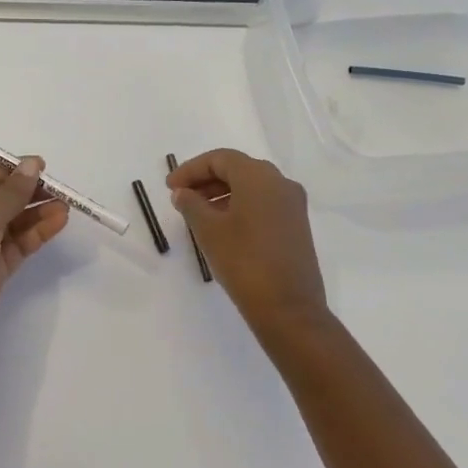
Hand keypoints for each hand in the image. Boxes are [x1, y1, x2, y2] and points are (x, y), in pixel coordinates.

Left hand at [0, 159, 68, 363]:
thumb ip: (11, 192)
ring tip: (65, 208)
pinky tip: (57, 223)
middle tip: (59, 191)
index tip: (42, 168)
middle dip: (29, 194)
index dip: (12, 171)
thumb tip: (32, 164)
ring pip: (12, 224)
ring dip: (37, 214)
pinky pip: (18, 245)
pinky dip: (36, 234)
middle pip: (0, 200)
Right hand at [167, 149, 329, 337]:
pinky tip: (223, 226)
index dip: (191, 169)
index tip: (170, 187)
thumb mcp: (209, 230)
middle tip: (181, 196)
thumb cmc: (244, 261)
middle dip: (206, 179)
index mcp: (259, 176)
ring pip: (252, 187)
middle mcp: (280, 182)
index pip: (220, 159)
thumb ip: (191, 204)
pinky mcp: (296, 226)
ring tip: (197, 213)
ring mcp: (293, 205)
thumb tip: (183, 193)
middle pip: (237, 169)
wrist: (289, 309)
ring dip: (222, 193)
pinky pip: (264, 203)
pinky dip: (240, 206)